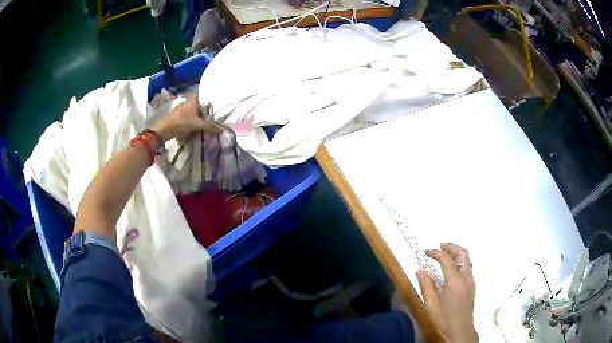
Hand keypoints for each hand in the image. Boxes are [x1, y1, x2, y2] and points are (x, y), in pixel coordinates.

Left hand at [154, 95, 220, 142]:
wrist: (165, 131)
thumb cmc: (181, 123)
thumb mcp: (197, 125)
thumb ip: (209, 126)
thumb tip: (221, 129)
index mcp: (191, 100)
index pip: (200, 93)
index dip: (206, 94)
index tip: (213, 97)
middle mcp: (186, 102)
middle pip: (196, 101)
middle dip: (202, 105)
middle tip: (211, 110)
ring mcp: (180, 109)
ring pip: (191, 108)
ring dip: (196, 112)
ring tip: (204, 117)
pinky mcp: (176, 116)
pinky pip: (187, 115)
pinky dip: (191, 117)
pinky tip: (194, 123)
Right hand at [417, 243, 476, 342]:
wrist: (460, 330)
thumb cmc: (444, 319)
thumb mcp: (431, 305)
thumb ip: (426, 286)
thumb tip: (420, 270)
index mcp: (454, 281)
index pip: (446, 259)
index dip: (436, 253)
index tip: (426, 252)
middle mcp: (465, 277)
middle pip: (462, 254)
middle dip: (451, 247)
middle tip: (439, 245)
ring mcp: (471, 280)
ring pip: (467, 259)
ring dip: (457, 252)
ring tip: (446, 252)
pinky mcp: (472, 285)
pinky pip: (468, 266)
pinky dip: (461, 260)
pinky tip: (453, 266)